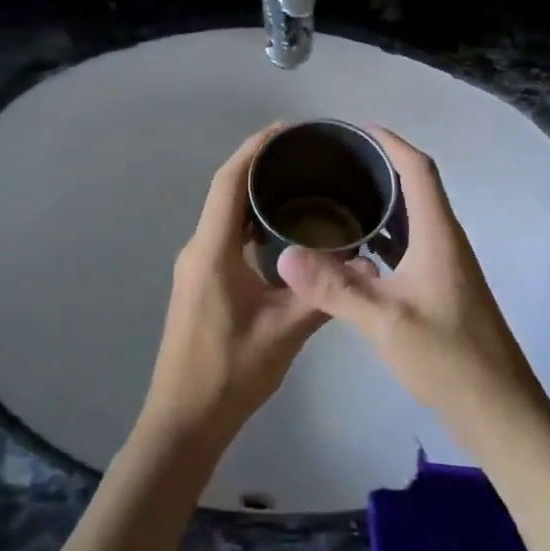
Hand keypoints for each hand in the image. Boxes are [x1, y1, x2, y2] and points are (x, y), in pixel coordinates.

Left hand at [139, 126, 329, 450]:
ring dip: (253, 194)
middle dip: (259, 166)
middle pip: (225, 191)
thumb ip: (324, 293)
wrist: (184, 420)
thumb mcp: (285, 332)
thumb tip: (365, 263)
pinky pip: (225, 235)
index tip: (285, 130)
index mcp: (212, 250)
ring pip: (224, 214)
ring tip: (298, 183)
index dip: (254, 150)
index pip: (228, 183)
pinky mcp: (200, 281)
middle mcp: (198, 248)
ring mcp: (195, 265)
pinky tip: (281, 229)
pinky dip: (249, 221)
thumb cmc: (230, 373)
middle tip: (304, 154)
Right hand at [276, 127, 549, 454]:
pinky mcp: (442, 289)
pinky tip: (355, 251)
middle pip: (416, 186)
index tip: (356, 129)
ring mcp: (446, 267)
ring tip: (338, 196)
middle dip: (380, 165)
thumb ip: (335, 288)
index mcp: (438, 235)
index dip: (390, 142)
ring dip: (383, 200)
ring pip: (413, 217)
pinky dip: (384, 235)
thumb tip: (284, 254)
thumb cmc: (449, 359)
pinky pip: (410, 244)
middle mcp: (446, 241)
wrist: (499, 412)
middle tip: (335, 162)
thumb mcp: (386, 321)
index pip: (418, 169)